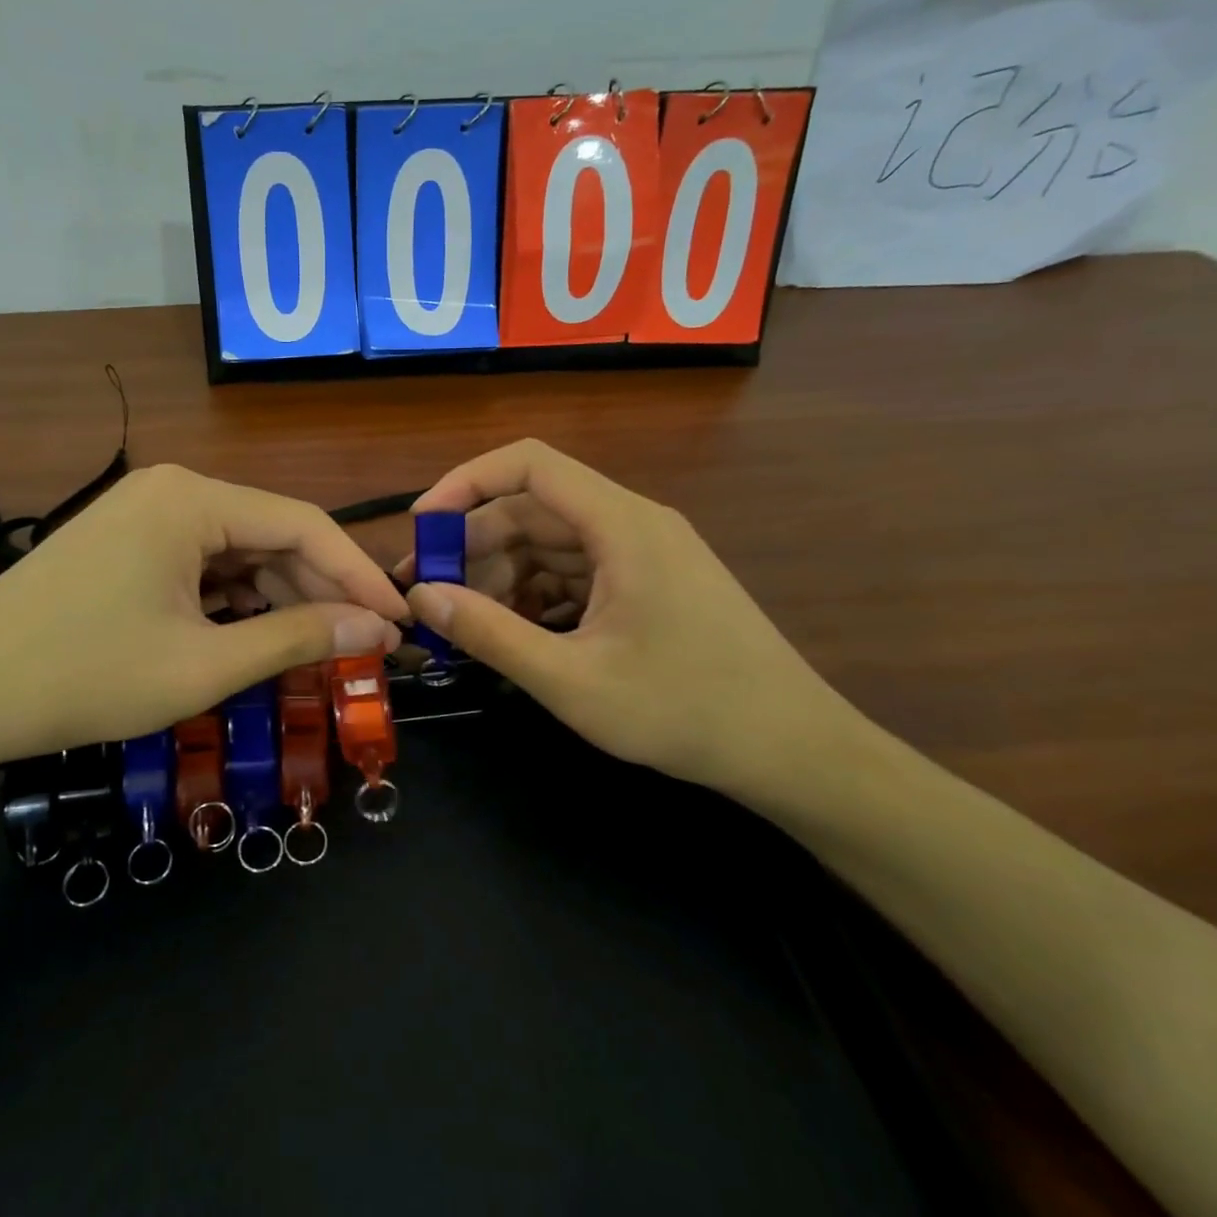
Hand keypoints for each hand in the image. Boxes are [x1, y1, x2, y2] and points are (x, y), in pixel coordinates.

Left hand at [0, 465, 407, 768]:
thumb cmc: (83, 676)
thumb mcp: (202, 665)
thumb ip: (298, 639)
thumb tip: (378, 630)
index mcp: (193, 498)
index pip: (304, 524)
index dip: (360, 575)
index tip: (401, 621)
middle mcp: (173, 489)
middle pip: (272, 535)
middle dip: (321, 590)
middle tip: (368, 645)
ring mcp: (145, 513)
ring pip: (239, 553)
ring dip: (281, 599)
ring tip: (323, 648)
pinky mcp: (127, 542)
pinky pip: (203, 565)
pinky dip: (237, 602)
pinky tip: (260, 637)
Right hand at [401, 440, 861, 798]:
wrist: (795, 752)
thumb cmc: (685, 710)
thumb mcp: (572, 680)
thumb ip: (491, 634)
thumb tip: (421, 596)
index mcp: (622, 524)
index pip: (529, 464)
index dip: (466, 482)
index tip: (422, 526)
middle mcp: (632, 524)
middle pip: (533, 509)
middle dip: (473, 546)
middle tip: (426, 592)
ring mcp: (643, 555)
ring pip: (550, 544)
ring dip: (501, 576)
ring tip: (462, 622)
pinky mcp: (648, 585)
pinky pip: (575, 573)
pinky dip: (535, 595)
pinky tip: (513, 634)